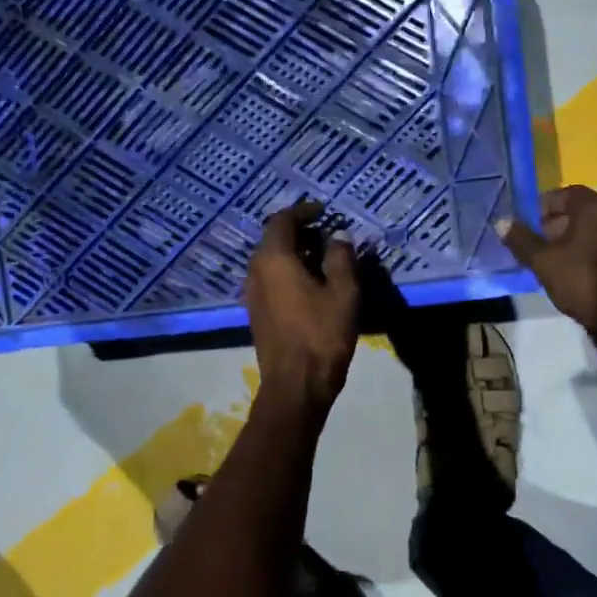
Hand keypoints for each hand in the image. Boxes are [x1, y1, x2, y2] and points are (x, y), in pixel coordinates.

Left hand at [245, 202, 360, 408]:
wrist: (296, 385)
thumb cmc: (322, 335)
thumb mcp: (344, 292)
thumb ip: (341, 257)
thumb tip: (338, 236)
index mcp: (274, 259)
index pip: (282, 220)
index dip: (304, 211)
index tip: (324, 211)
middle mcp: (256, 271)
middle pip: (273, 238)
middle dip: (300, 232)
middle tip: (328, 235)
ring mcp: (252, 293)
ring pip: (270, 260)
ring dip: (294, 253)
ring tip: (323, 259)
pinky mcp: (256, 312)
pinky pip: (270, 279)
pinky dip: (288, 271)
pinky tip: (311, 284)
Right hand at [497, 186, 596, 342]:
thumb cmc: (580, 279)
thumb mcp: (542, 260)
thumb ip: (520, 239)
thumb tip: (502, 222)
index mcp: (595, 208)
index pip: (567, 193)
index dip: (544, 205)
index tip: (528, 221)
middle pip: (580, 210)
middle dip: (554, 222)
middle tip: (535, 240)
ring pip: (590, 228)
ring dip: (568, 236)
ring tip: (547, 256)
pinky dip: (583, 247)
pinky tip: (567, 266)